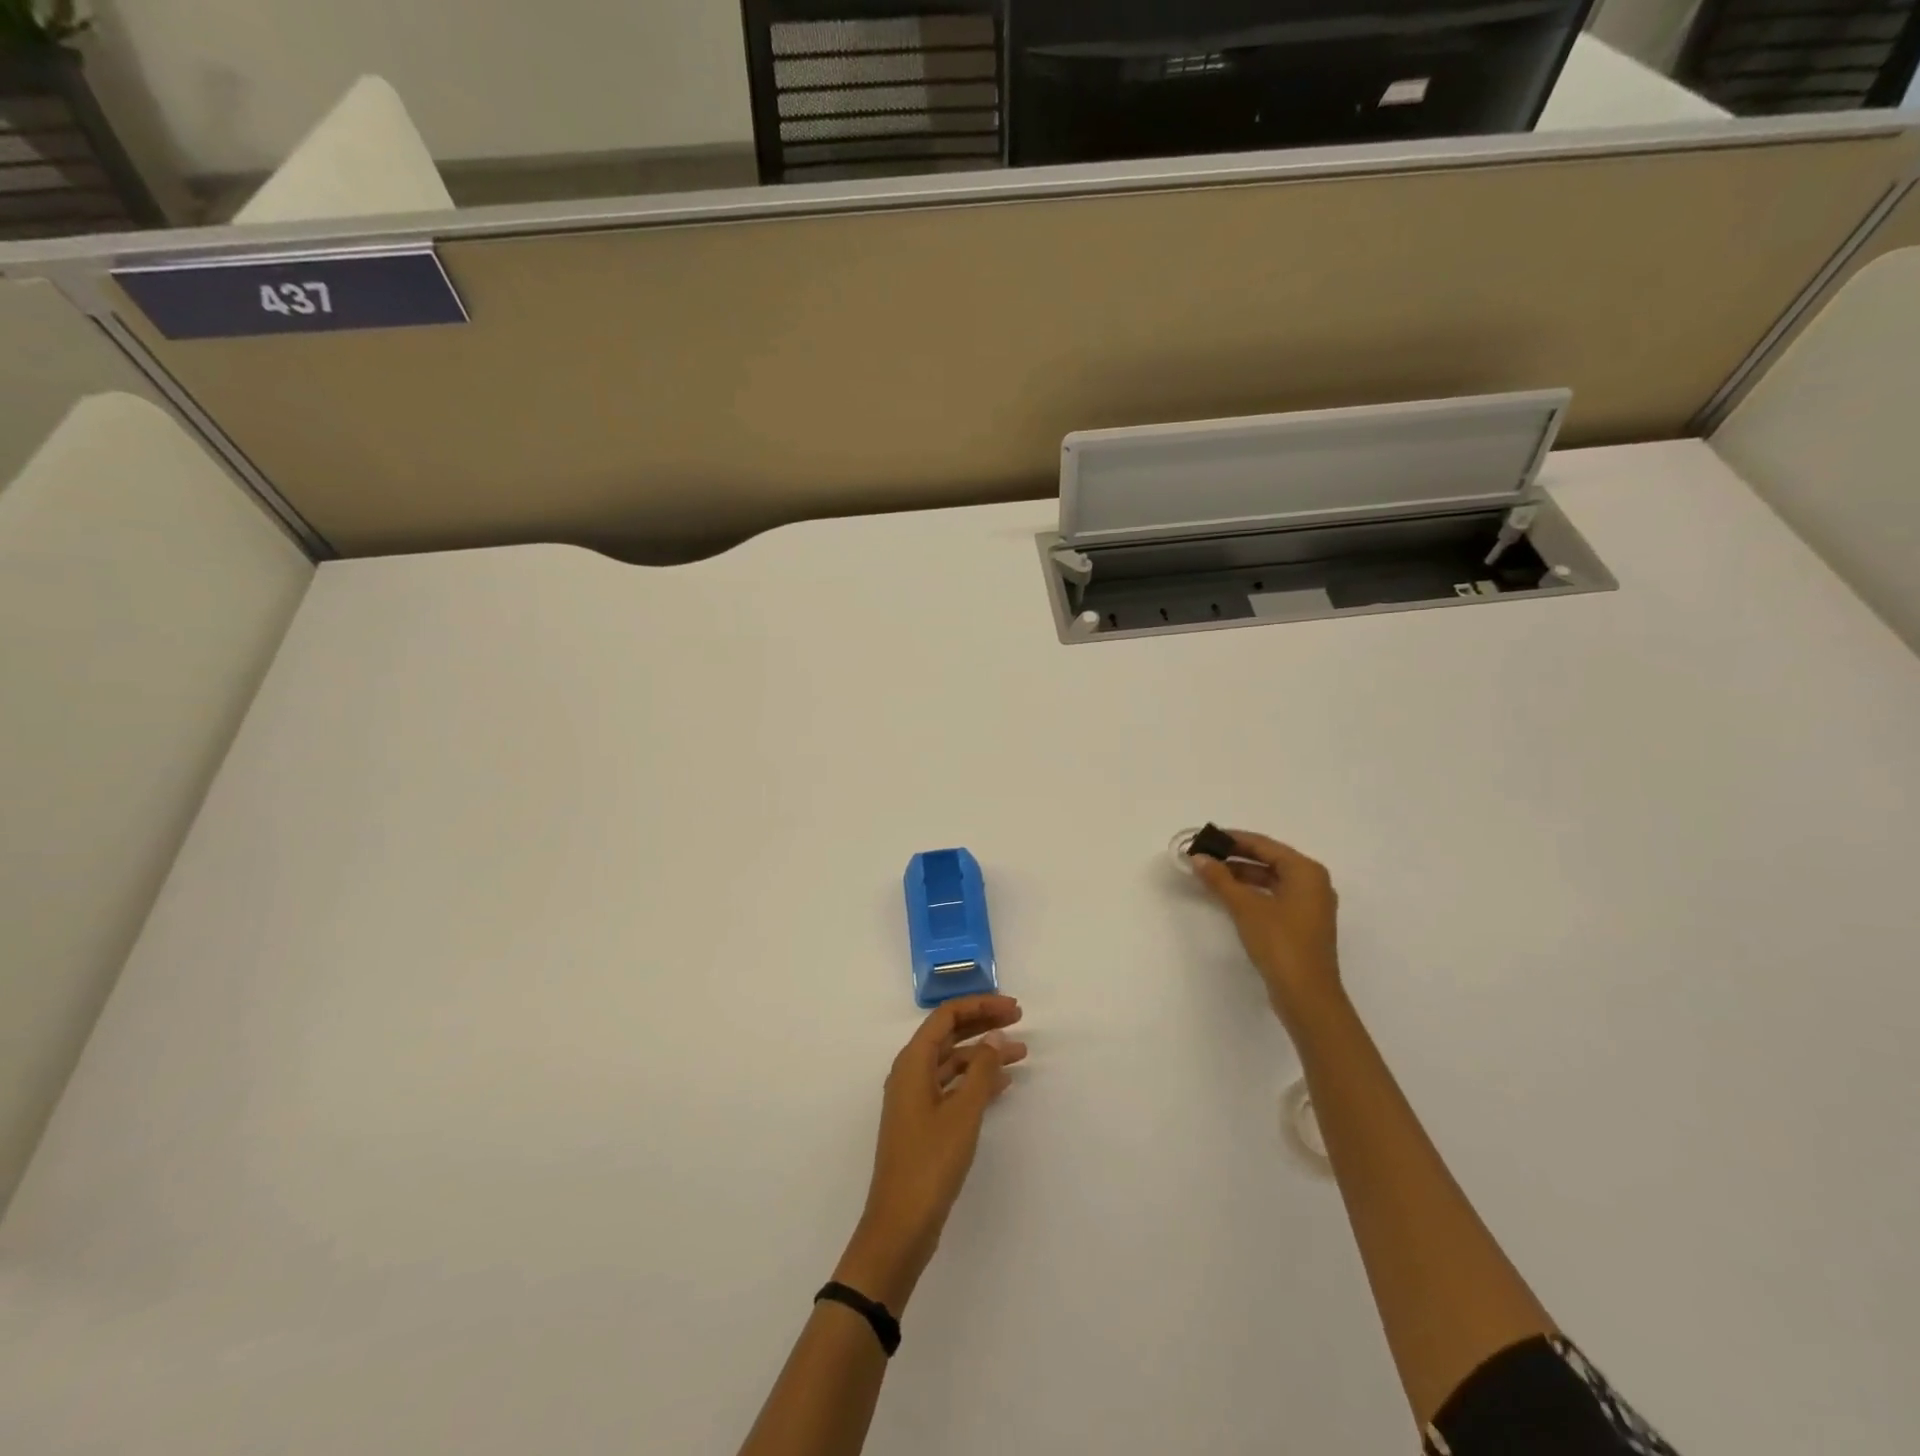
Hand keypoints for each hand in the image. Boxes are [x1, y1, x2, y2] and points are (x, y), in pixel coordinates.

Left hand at [834, 995, 1025, 1310]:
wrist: (900, 1224)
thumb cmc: (930, 1162)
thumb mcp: (962, 1112)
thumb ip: (982, 1070)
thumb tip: (995, 1036)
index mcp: (913, 1062)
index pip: (947, 1016)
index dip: (981, 1006)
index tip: (1013, 1008)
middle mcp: (911, 1073)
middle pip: (949, 1034)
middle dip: (983, 1023)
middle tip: (1019, 1020)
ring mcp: (916, 1098)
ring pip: (953, 1061)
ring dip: (984, 1053)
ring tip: (1021, 1053)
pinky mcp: (924, 1121)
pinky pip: (953, 1086)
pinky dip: (977, 1079)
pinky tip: (1003, 1083)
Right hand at [1191, 831, 1341, 1026]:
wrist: (1307, 995)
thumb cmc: (1280, 942)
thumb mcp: (1245, 907)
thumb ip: (1220, 879)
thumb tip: (1198, 858)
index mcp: (1306, 871)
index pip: (1263, 844)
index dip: (1232, 839)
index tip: (1204, 837)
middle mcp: (1313, 883)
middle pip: (1269, 860)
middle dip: (1235, 857)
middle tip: (1204, 855)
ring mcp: (1310, 905)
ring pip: (1271, 879)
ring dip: (1242, 875)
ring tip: (1210, 874)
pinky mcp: (1303, 924)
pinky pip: (1275, 896)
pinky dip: (1252, 892)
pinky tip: (1229, 896)